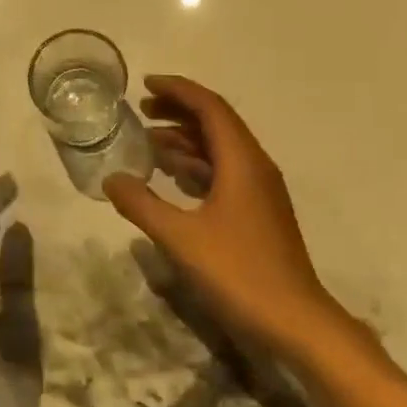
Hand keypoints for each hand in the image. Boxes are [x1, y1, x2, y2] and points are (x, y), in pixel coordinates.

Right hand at [104, 76, 347, 359]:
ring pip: (220, 150)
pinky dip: (196, 167)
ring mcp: (260, 191)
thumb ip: (142, 205)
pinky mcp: (258, 214)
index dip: (178, 90)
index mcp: (242, 161)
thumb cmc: (238, 273)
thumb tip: (112, 178)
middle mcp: (255, 166)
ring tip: (148, 140)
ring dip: (186, 140)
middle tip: (142, 111)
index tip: (145, 84)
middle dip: (179, 111)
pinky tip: (172, 178)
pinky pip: (224, 173)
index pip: (210, 108)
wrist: (295, 322)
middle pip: (216, 123)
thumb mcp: (181, 238)